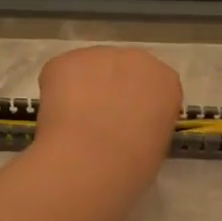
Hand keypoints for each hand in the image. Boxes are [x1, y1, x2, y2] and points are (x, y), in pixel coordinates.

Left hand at [32, 46, 183, 174]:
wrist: (92, 160)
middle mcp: (136, 58)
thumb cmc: (133, 164)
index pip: (154, 86)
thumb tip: (130, 128)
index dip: (139, 105)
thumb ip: (147, 125)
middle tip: (100, 122)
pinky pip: (60, 75)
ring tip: (74, 124)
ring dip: (83, 89)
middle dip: (112, 90)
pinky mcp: (64, 61)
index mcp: (165, 81)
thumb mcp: (156, 146)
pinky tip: (57, 119)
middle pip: (122, 70)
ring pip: (89, 70)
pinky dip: (56, 93)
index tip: (130, 124)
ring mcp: (98, 55)